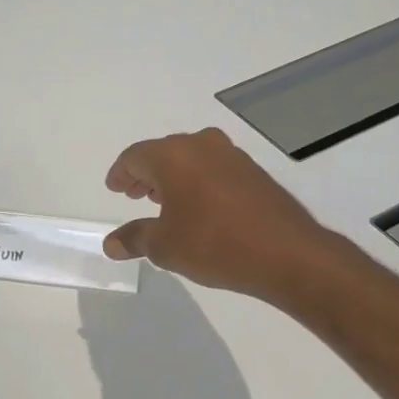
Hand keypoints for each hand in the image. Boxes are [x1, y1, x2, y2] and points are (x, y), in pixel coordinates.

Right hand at [102, 128, 333, 303]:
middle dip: (146, 174)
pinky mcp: (254, 171)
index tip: (114, 187)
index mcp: (173, 156)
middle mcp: (201, 145)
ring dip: (173, 176)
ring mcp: (231, 155)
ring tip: (163, 201)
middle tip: (134, 194)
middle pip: (163, 153)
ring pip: (191, 158)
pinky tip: (199, 206)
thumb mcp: (165, 246)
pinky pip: (213, 168)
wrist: (287, 253)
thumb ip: (135, 239)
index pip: (135, 157)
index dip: (121, 173)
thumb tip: (111, 244)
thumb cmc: (214, 244)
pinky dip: (198, 181)